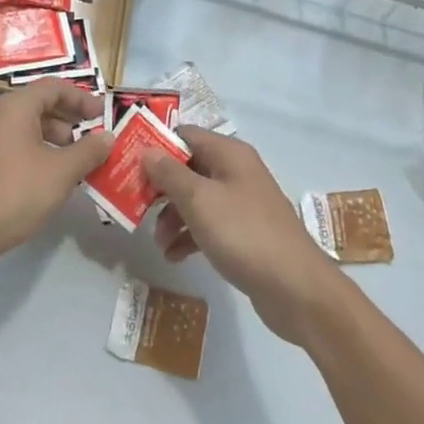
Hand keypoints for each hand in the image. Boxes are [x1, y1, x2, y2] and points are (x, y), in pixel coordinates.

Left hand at [0, 81, 112, 279]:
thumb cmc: (18, 191)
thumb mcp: (62, 171)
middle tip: (93, 138)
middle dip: (70, 120)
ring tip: (79, 163)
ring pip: (29, 130)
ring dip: (57, 140)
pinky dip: (40, 155)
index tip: (102, 114)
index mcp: (15, 108)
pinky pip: (18, 149)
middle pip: (40, 106)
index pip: (53, 87)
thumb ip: (88, 151)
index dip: (80, 98)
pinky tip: (55, 180)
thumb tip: (107, 137)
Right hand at [143, 127, 347, 344]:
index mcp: (229, 154)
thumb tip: (146, 150)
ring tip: (156, 240)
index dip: (155, 146)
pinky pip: (207, 224)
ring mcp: (241, 203)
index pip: (184, 135)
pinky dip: (188, 236)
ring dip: (172, 215)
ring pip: (195, 198)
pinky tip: (173, 256)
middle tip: (134, 204)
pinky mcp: (243, 233)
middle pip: (188, 167)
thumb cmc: (243, 233)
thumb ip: (169, 174)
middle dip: (160, 186)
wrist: (296, 289)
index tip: (127, 164)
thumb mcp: (199, 200)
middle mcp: (236, 171)